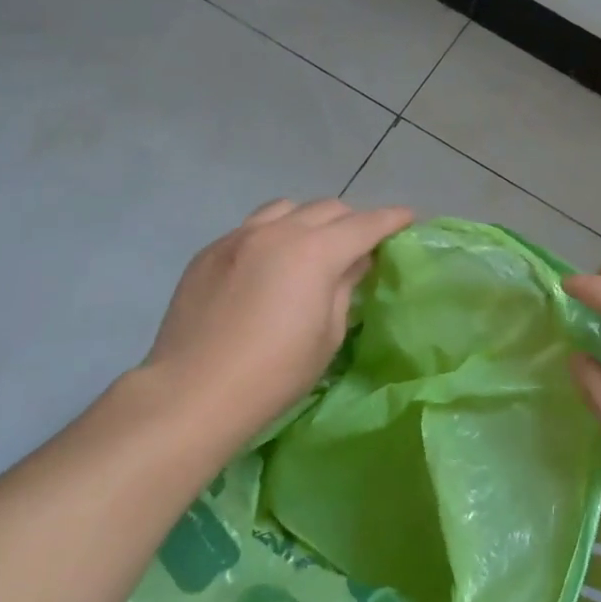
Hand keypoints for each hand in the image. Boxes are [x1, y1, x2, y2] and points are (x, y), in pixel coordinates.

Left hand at [141, 199, 412, 452]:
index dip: (391, 219)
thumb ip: (344, 286)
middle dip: (352, 220)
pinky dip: (273, 235)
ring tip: (312, 246)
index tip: (409, 217)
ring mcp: (239, 236)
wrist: (191, 393)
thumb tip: (355, 260)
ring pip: (286, 208)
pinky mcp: (210, 251)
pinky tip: (269, 265)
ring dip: (309, 220)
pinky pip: (252, 228)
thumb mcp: (327, 334)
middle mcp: (278, 231)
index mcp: (315, 251)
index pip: (365, 224)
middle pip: (328, 208)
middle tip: (361, 244)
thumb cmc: (274, 373)